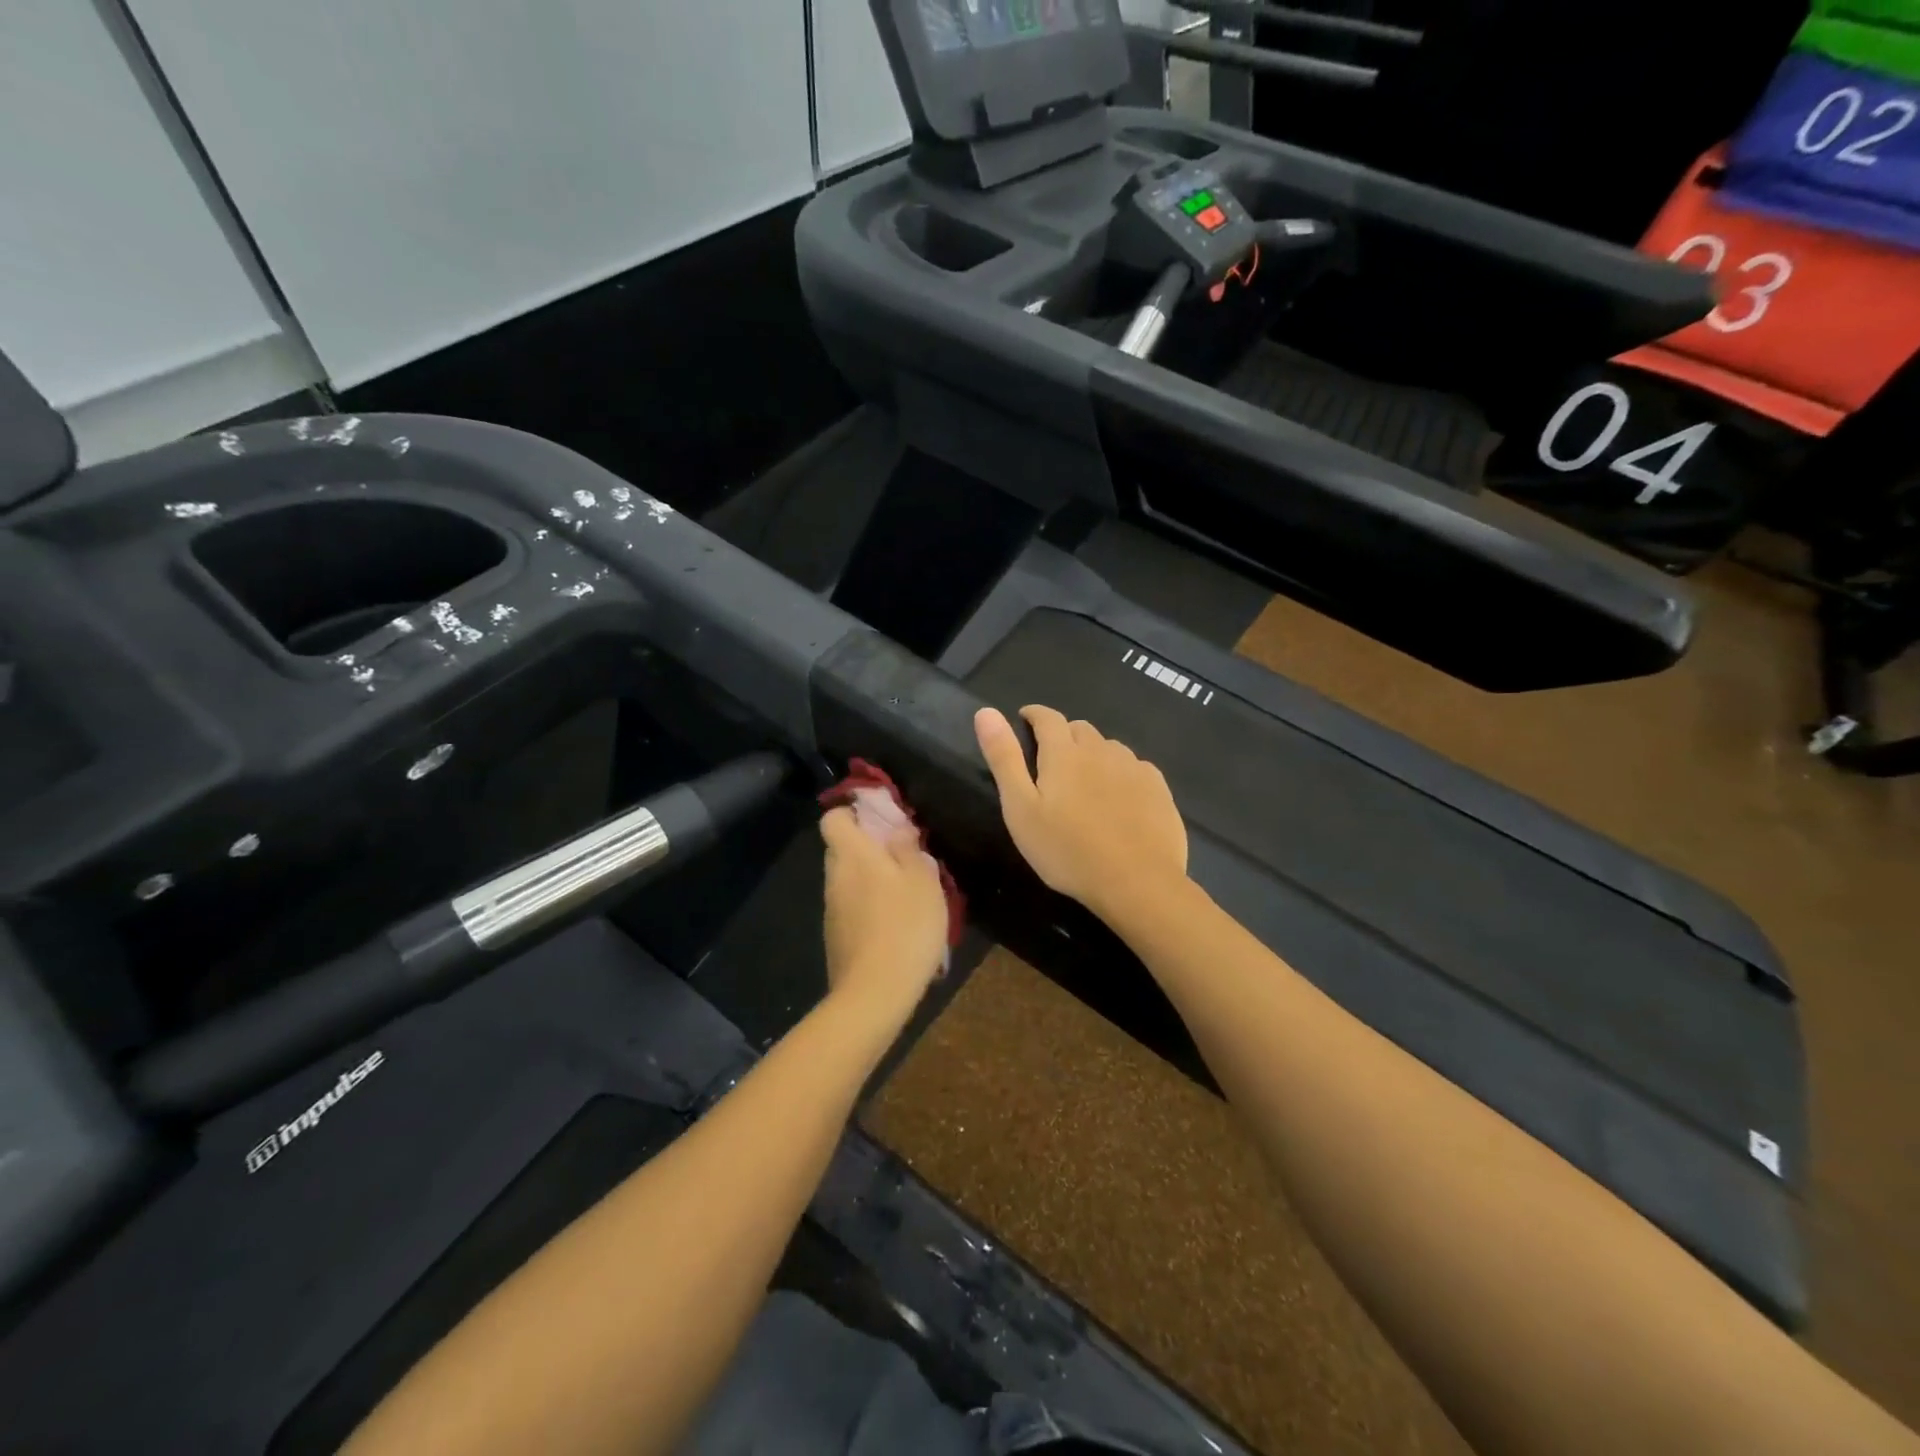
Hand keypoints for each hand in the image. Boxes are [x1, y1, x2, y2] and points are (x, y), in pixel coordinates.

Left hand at [820, 807, 948, 1019]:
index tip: (883, 820)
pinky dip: (869, 907)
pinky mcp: (836, 936)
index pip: (833, 818)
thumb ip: (908, 848)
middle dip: (869, 848)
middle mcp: (834, 876)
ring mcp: (832, 908)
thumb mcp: (922, 880)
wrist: (875, 992)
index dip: (853, 813)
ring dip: (872, 879)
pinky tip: (896, 925)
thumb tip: (896, 829)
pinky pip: (851, 906)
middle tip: (905, 859)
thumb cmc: (905, 926)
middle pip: (843, 848)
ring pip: (848, 879)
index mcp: (852, 854)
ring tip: (907, 895)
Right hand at [974, 706, 1187, 919]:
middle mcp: (1101, 750)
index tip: (1024, 719)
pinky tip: (1119, 797)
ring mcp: (1134, 767)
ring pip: (1108, 747)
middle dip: (1063, 735)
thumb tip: (986, 712)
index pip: (1047, 718)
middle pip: (1079, 729)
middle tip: (1051, 760)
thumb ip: (1004, 758)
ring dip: (1093, 754)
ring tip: (1086, 781)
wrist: (1137, 882)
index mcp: (1064, 753)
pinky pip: (1135, 767)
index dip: (1033, 715)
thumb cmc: (1068, 850)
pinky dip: (1120, 772)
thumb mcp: (1021, 808)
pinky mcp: (1158, 788)